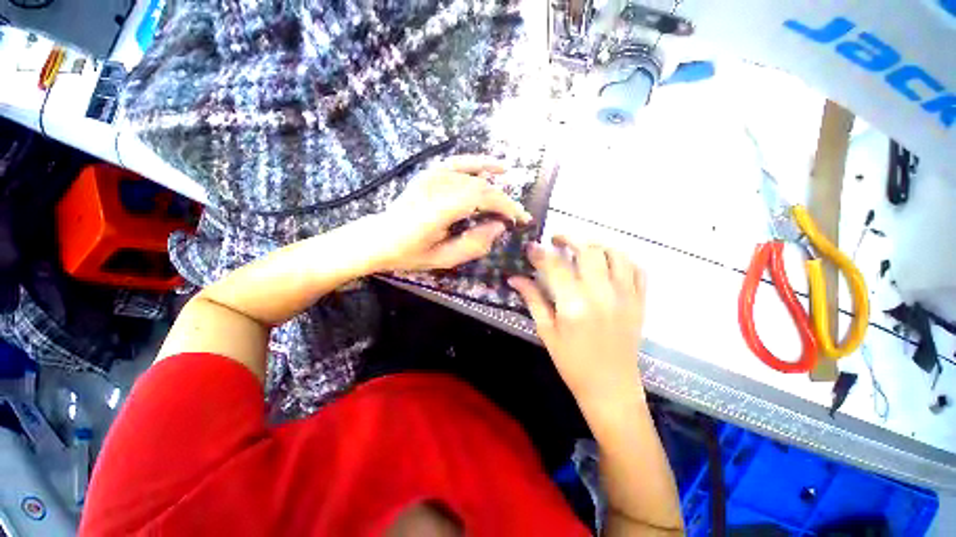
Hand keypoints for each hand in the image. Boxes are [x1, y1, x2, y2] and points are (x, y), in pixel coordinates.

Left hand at [371, 155, 531, 271]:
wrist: (378, 237)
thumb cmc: (408, 253)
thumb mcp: (442, 259)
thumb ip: (473, 245)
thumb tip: (498, 227)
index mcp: (435, 210)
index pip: (479, 197)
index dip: (504, 206)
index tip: (520, 219)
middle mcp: (434, 187)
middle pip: (480, 187)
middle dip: (504, 202)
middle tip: (517, 218)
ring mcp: (431, 176)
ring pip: (474, 177)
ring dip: (497, 189)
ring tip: (510, 204)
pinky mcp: (430, 172)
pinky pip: (460, 162)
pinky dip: (480, 163)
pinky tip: (499, 167)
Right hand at [509, 236, 646, 408]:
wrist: (611, 388)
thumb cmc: (572, 363)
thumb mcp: (546, 331)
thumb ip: (533, 299)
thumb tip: (515, 278)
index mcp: (574, 304)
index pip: (555, 265)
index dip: (540, 252)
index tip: (531, 247)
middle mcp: (602, 294)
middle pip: (588, 250)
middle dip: (569, 238)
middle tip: (556, 241)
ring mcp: (625, 296)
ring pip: (615, 253)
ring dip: (596, 245)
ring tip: (582, 249)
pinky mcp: (640, 301)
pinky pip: (637, 268)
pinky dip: (622, 258)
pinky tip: (607, 263)